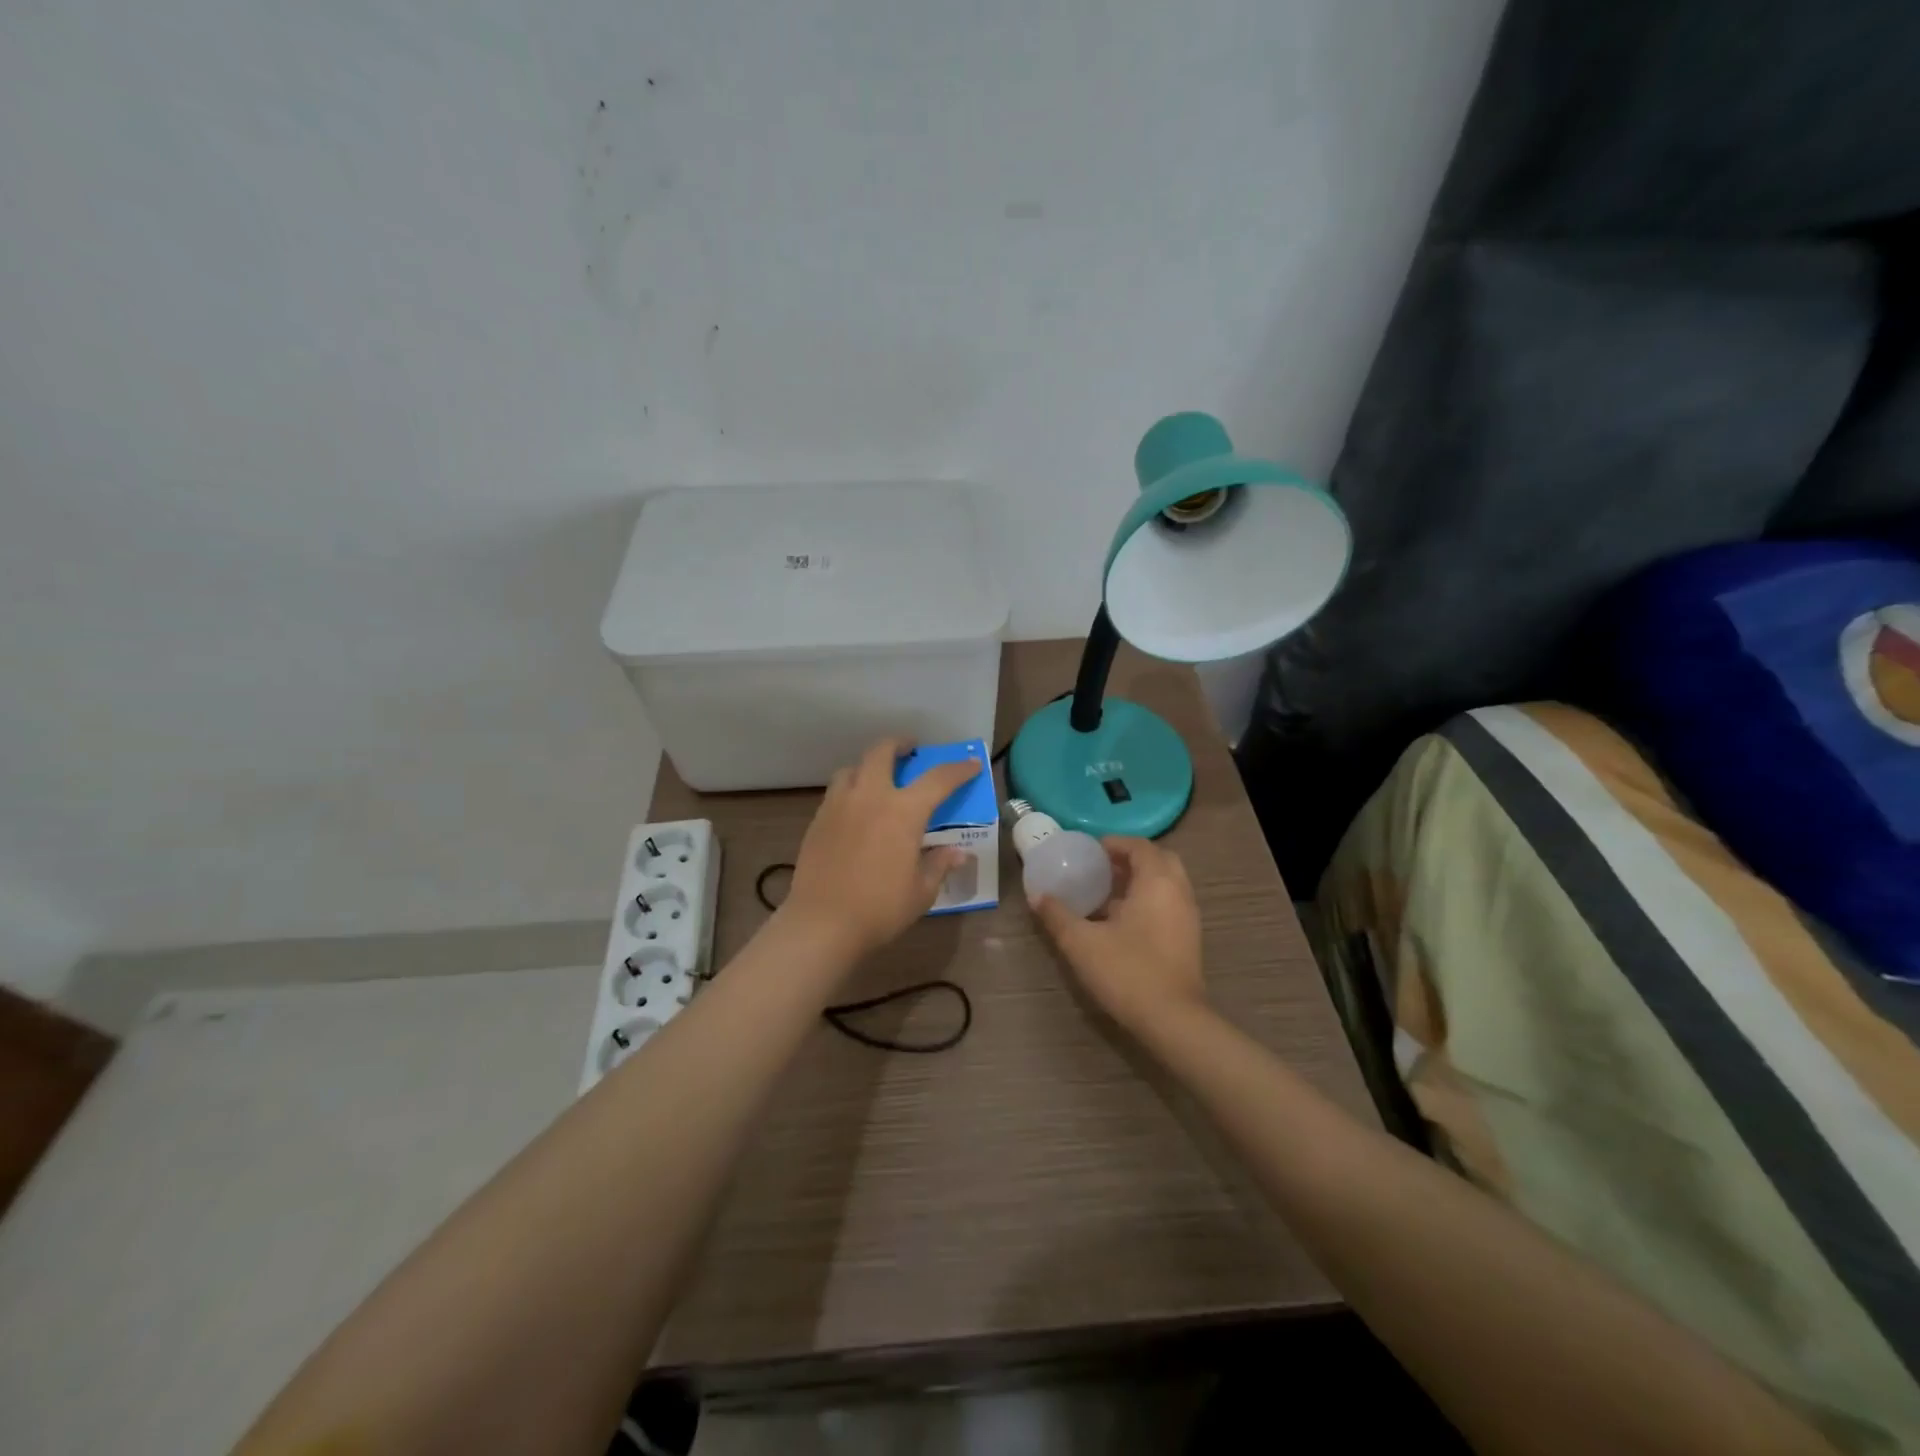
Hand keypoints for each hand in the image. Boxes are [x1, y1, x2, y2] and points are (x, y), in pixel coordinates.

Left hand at [783, 738, 982, 959]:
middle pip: (881, 752)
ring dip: (868, 767)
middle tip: (910, 750)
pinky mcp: (817, 821)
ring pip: (851, 768)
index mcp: (903, 811)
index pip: (938, 779)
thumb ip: (939, 865)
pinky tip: (855, 812)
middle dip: (898, 744)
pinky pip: (836, 793)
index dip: (958, 769)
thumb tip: (958, 853)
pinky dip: (850, 791)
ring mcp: (839, 805)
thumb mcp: (921, 891)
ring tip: (877, 781)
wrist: (822, 923)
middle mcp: (870, 797)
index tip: (970, 764)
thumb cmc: (880, 908)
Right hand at [1031, 836, 1205, 1031]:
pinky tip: (1121, 921)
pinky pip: (1169, 903)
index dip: (1114, 843)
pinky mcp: (1189, 939)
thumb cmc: (1127, 971)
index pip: (1140, 846)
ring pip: (1166, 883)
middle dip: (1130, 859)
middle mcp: (1178, 891)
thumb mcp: (1081, 942)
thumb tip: (1037, 895)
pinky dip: (1148, 900)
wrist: (1173, 1020)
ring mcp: (1188, 916)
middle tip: (1101, 868)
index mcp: (1157, 881)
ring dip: (1140, 880)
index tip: (1089, 850)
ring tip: (1106, 893)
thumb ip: (1057, 915)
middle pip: (1158, 860)